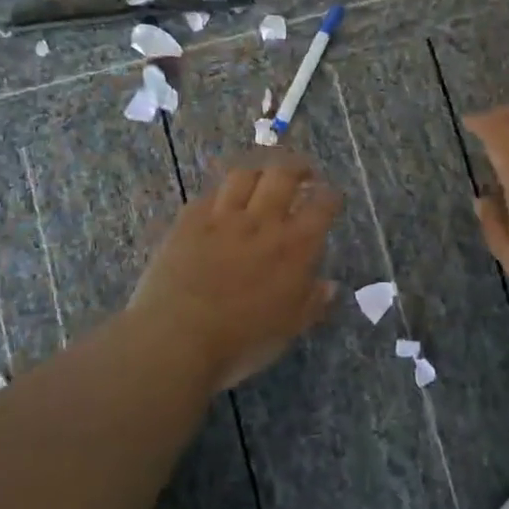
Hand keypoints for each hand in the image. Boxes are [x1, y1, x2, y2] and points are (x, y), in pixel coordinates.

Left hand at [126, 154, 341, 390]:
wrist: (176, 339)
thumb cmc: (241, 342)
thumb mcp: (288, 329)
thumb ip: (312, 302)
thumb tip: (330, 285)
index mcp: (294, 246)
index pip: (322, 205)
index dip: (330, 196)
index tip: (331, 197)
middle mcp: (262, 222)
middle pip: (283, 174)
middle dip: (297, 167)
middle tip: (302, 173)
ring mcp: (222, 217)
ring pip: (245, 175)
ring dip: (259, 172)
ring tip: (262, 179)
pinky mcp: (188, 221)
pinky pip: (209, 194)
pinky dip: (222, 194)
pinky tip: (222, 202)